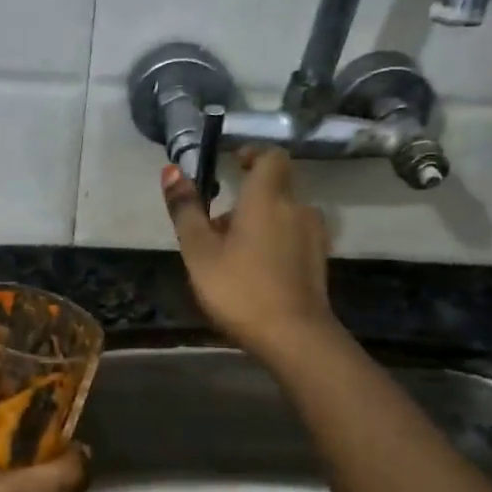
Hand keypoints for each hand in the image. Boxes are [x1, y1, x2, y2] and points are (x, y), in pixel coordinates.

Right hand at [162, 148, 338, 359]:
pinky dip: (274, 243)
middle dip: (247, 198)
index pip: (271, 156)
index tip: (232, 164)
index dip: (252, 154)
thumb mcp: (200, 251)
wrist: (295, 337)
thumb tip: (171, 170)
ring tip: (232, 253)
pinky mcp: (319, 261)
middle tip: (216, 226)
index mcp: (268, 197)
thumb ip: (186, 210)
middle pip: (274, 189)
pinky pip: (293, 237)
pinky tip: (255, 271)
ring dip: (260, 223)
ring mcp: (313, 236)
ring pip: (283, 215)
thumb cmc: (240, 288)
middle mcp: (297, 207)